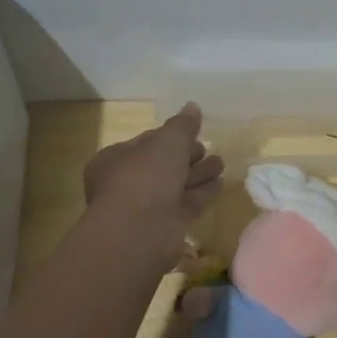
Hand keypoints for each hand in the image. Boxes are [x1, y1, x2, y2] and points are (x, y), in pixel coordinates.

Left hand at [82, 103, 224, 263]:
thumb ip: (183, 124)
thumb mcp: (167, 141)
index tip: (192, 133)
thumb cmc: (146, 177)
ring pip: (177, 185)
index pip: (147, 142)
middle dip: (187, 156)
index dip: (170, 136)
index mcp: (115, 159)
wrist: (140, 231)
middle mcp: (128, 183)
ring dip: (199, 173)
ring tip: (220, 163)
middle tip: (206, 148)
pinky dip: (203, 192)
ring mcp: (147, 207)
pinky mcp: (166, 226)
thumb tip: (192, 106)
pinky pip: (188, 203)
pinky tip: (221, 183)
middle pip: (163, 165)